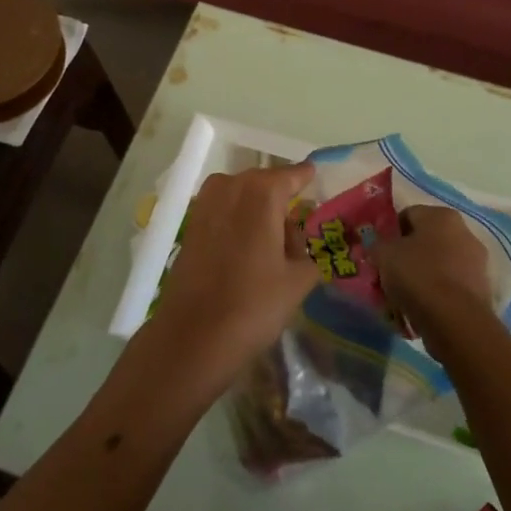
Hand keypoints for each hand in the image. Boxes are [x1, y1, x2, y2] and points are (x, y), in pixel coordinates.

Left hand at [139, 164, 319, 392]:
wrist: (193, 335)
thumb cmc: (254, 304)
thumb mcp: (298, 280)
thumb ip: (311, 252)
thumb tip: (308, 242)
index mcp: (263, 192)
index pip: (294, 175)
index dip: (308, 180)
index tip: (319, 183)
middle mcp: (231, 185)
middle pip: (266, 185)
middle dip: (282, 203)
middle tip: (299, 233)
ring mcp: (206, 203)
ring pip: (243, 197)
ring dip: (258, 213)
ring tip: (273, 249)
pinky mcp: (190, 224)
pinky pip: (224, 212)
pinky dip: (238, 223)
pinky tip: (247, 253)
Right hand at [380, 205, 495, 345]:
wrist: (455, 319)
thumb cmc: (417, 275)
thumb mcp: (383, 255)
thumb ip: (377, 246)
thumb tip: (378, 248)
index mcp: (441, 215)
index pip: (408, 215)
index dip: (390, 233)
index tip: (380, 252)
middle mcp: (464, 232)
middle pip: (426, 240)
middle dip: (407, 255)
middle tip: (390, 274)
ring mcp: (477, 261)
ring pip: (439, 264)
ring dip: (422, 275)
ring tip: (403, 296)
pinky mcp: (482, 289)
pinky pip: (451, 286)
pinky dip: (437, 294)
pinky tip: (421, 309)